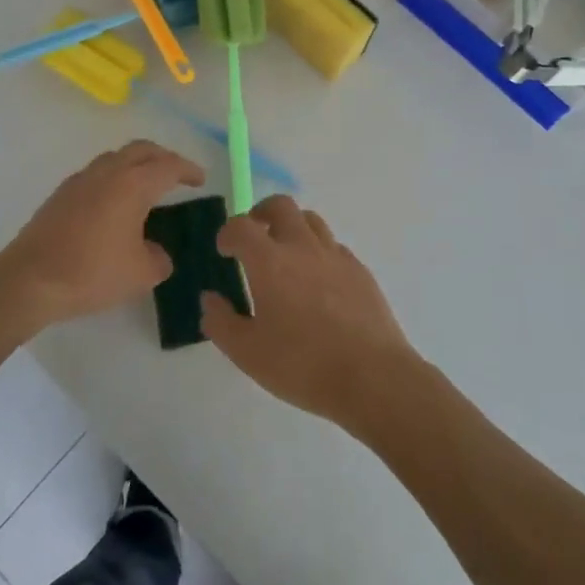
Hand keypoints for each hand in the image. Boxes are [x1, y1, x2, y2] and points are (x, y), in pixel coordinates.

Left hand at [0, 140, 204, 329]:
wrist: (31, 278)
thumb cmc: (92, 272)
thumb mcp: (141, 274)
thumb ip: (159, 259)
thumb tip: (156, 252)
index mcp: (132, 184)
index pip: (168, 165)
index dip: (188, 170)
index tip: (200, 179)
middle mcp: (107, 172)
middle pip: (141, 149)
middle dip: (163, 157)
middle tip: (177, 174)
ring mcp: (81, 179)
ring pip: (116, 158)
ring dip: (136, 165)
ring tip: (147, 187)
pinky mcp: (62, 193)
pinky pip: (97, 173)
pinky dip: (115, 178)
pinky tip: (115, 204)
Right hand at [200, 196, 420, 430]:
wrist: (373, 378)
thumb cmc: (303, 365)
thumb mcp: (247, 353)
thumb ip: (221, 322)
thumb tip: (210, 299)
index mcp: (269, 262)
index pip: (241, 227)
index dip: (228, 233)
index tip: (225, 250)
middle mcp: (302, 247)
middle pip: (281, 206)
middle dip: (261, 213)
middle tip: (254, 236)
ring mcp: (336, 257)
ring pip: (311, 220)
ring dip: (292, 227)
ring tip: (286, 254)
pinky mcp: (361, 272)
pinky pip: (334, 247)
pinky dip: (319, 251)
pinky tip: (318, 281)